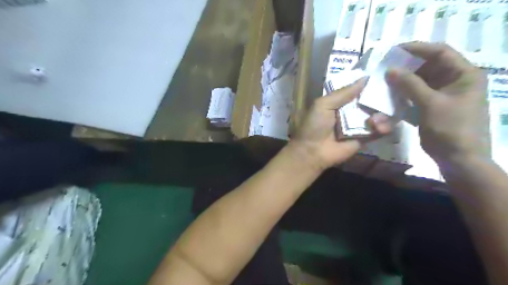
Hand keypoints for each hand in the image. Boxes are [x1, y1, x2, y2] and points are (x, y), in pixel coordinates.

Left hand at [290, 77, 392, 171]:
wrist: (313, 152)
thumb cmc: (315, 126)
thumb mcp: (323, 104)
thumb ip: (343, 93)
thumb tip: (365, 78)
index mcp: (339, 102)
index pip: (357, 89)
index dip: (369, 83)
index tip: (386, 74)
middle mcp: (351, 111)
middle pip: (371, 100)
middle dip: (381, 97)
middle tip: (392, 93)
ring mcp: (359, 124)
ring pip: (379, 114)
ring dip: (383, 113)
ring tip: (376, 118)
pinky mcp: (366, 138)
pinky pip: (380, 130)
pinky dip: (384, 127)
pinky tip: (379, 126)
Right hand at [387, 41, 490, 163]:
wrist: (457, 158)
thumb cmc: (451, 128)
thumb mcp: (431, 104)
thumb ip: (410, 85)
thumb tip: (390, 70)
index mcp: (464, 74)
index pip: (441, 52)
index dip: (418, 49)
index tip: (395, 50)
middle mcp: (454, 81)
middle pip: (428, 66)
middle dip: (406, 66)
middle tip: (386, 67)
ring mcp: (442, 94)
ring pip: (419, 81)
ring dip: (402, 81)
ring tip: (384, 81)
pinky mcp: (431, 106)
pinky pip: (415, 95)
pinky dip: (403, 94)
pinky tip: (390, 96)